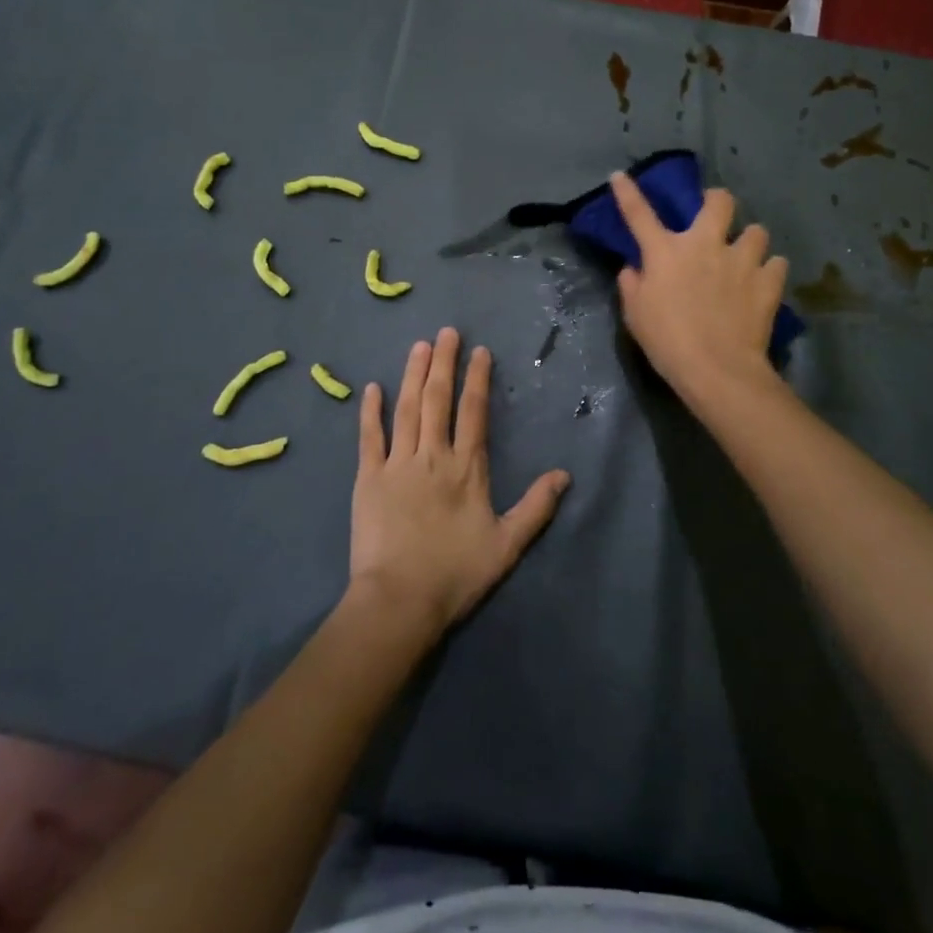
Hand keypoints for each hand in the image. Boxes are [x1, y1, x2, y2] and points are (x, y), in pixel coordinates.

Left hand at [349, 328, 569, 637]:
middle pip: (437, 399)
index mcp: (466, 468)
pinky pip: (369, 437)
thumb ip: (536, 507)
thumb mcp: (507, 546)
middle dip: (443, 362)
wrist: (399, 600)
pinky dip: (370, 411)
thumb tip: (564, 474)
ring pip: (406, 409)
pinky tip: (372, 387)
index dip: (477, 378)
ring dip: (412, 375)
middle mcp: (432, 455)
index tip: (479, 351)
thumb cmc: (455, 574)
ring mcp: (397, 464)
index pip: (473, 411)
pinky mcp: (368, 478)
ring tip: (418, 346)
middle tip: (446, 332)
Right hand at [609, 172, 788, 405]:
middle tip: (715, 216)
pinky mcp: (769, 281)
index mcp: (666, 252)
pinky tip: (763, 283)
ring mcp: (741, 260)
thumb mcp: (636, 315)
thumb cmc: (668, 342)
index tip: (620, 176)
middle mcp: (705, 245)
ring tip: (746, 258)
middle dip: (717, 201)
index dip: (627, 192)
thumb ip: (632, 285)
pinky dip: (770, 271)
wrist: (717, 369)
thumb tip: (633, 268)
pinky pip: (777, 264)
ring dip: (750, 241)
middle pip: (720, 201)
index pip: (639, 213)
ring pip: (757, 231)